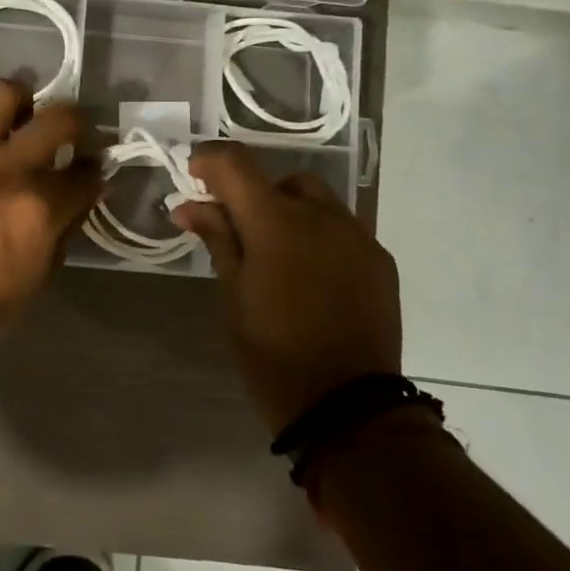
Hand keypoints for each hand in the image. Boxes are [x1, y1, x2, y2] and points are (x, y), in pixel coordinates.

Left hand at [0, 81, 101, 350]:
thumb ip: (64, 229)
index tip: (90, 170)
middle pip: (60, 118)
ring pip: (2, 93)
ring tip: (14, 116)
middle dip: (76, 124)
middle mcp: (8, 168)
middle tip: (68, 134)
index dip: (94, 170)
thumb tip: (80, 196)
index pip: (87, 173)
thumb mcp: (40, 276)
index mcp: (40, 208)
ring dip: (16, 101)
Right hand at [171, 141, 402, 431]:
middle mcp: (322, 216)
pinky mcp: (380, 260)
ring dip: (289, 210)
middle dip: (253, 192)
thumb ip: (217, 238)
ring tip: (276, 253)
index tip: (194, 176)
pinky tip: (310, 273)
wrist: (348, 409)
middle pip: (280, 179)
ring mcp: (357, 236)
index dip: (210, 160)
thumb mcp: (233, 295)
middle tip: (236, 229)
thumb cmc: (273, 353)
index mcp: (276, 223)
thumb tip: (189, 205)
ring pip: (316, 200)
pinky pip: (342, 228)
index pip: (236, 164)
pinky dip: (318, 234)